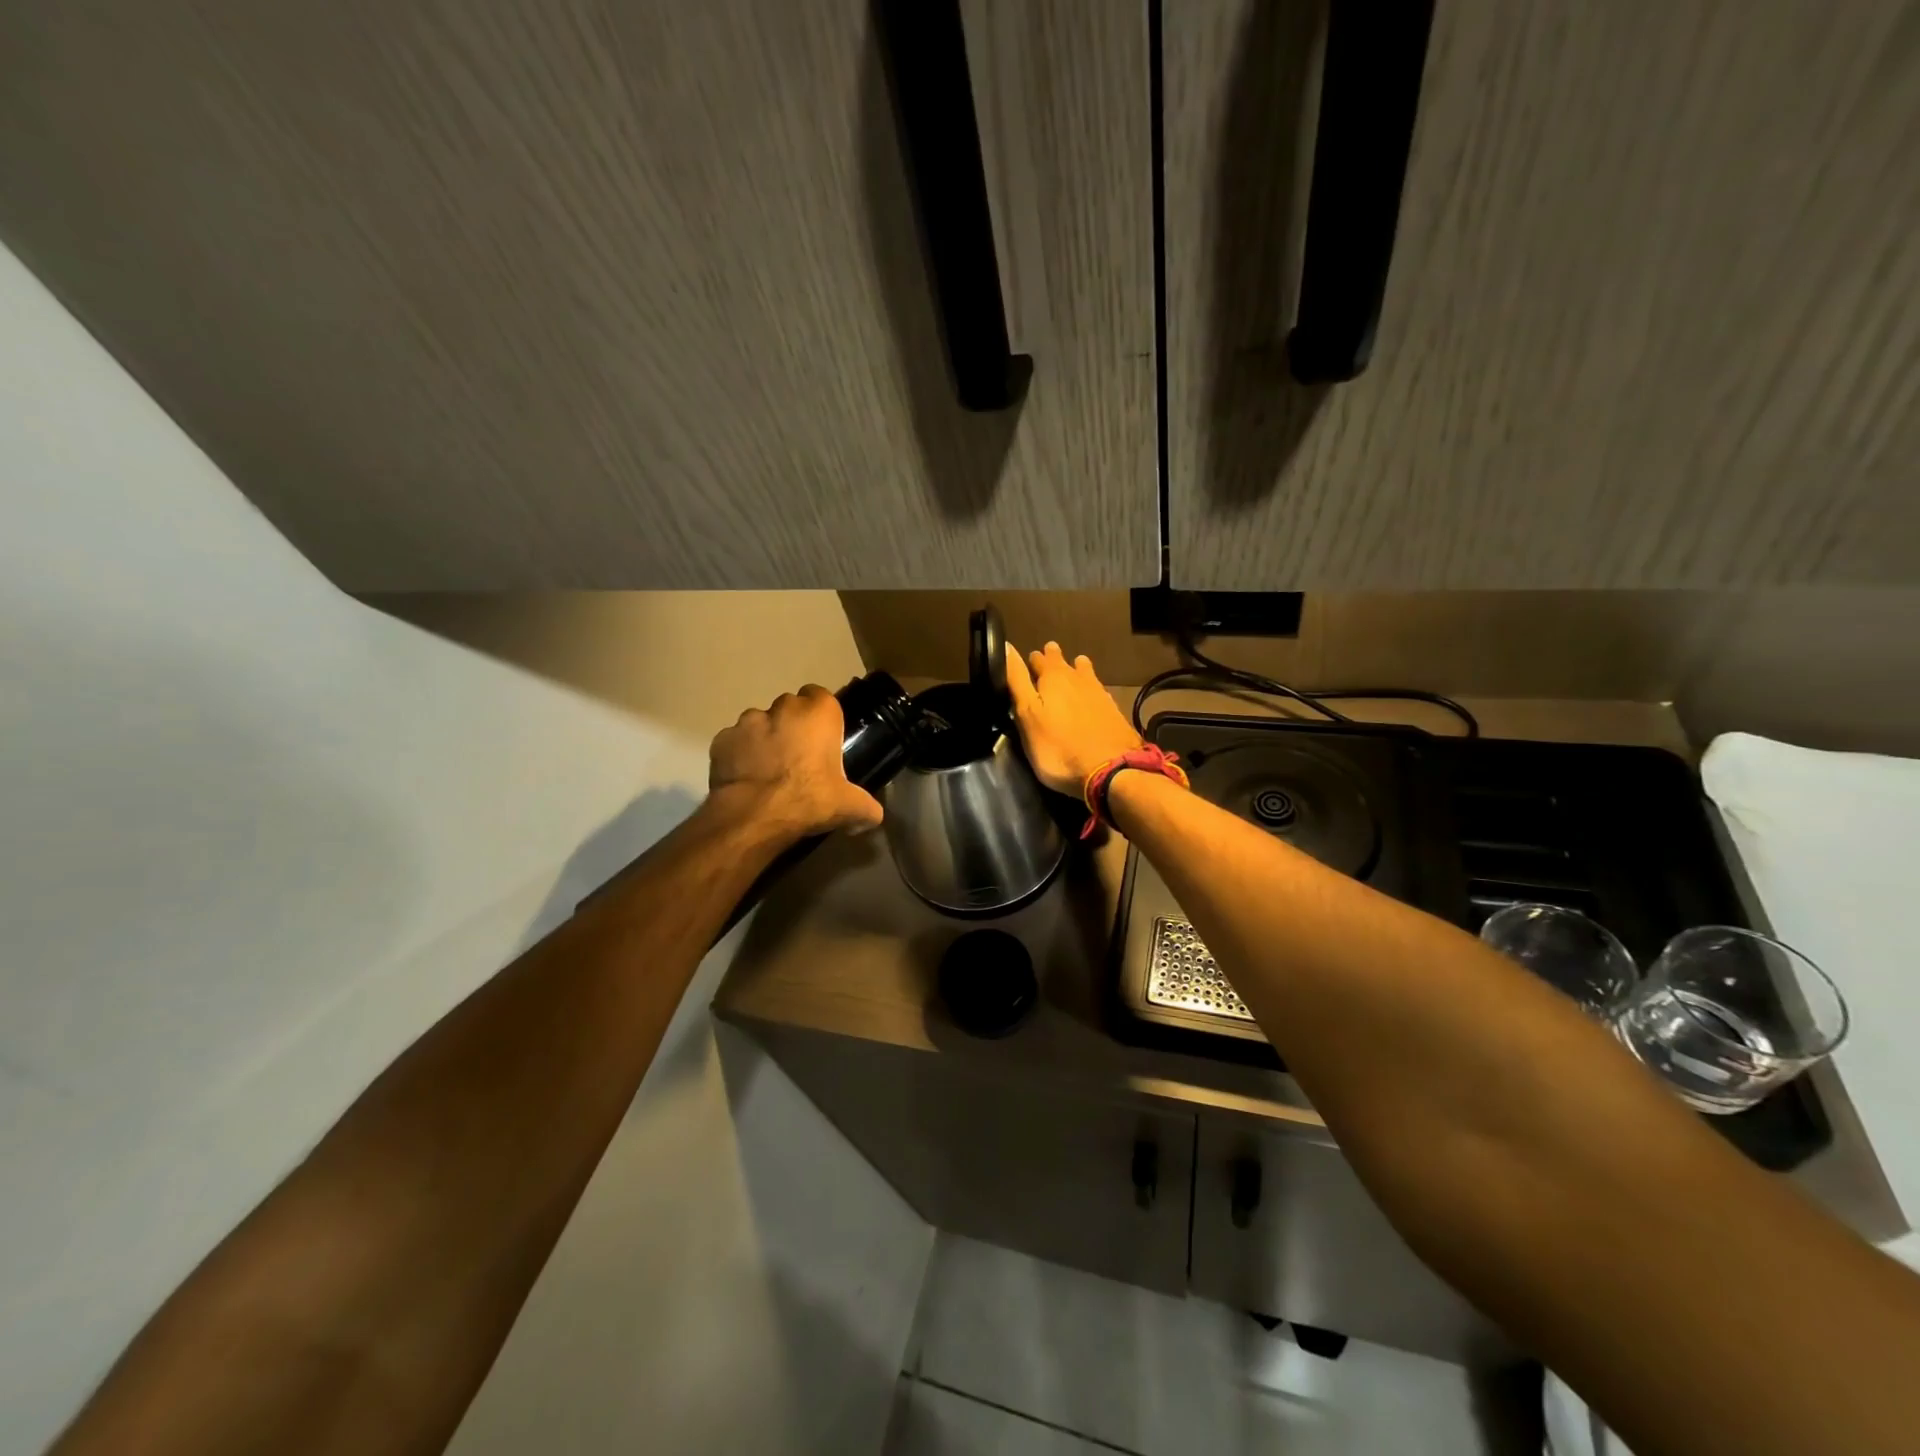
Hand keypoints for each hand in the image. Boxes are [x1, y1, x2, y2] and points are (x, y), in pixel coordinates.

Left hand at [707, 685, 883, 839]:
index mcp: (818, 712)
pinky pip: (735, 743)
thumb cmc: (809, 799)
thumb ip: (866, 807)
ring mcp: (747, 721)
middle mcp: (783, 707)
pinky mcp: (721, 740)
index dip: (822, 718)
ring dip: (765, 739)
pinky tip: (746, 779)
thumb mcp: (850, 806)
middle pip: (790, 708)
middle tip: (799, 758)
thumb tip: (873, 817)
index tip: (823, 740)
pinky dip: (739, 755)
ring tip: (769, 770)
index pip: (822, 697)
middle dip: (793, 726)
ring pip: (760, 723)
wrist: (754, 816)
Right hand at [1005, 642, 1143, 796]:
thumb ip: (1017, 681)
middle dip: (1052, 659)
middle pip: (1062, 662)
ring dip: (1075, 669)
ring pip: (1084, 672)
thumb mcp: (1027, 715)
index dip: (1030, 660)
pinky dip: (1090, 689)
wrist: (1111, 769)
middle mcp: (1077, 678)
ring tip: (1071, 669)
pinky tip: (1091, 696)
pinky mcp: (1113, 710)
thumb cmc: (1058, 747)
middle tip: (1046, 660)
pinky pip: (1098, 690)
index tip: (1025, 663)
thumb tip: (1007, 646)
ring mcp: (1099, 693)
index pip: (1037, 658)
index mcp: (1053, 676)